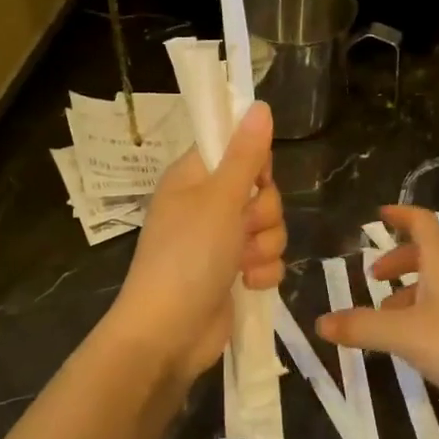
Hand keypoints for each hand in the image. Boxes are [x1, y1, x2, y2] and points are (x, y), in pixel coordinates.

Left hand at [107, 102, 285, 382]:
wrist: (168, 334)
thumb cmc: (187, 256)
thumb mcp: (219, 199)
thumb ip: (245, 154)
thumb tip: (259, 105)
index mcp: (193, 178)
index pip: (234, 147)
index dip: (253, 161)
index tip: (255, 178)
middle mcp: (207, 205)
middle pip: (260, 190)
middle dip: (263, 212)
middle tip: (242, 227)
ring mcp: (220, 241)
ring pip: (269, 226)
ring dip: (264, 245)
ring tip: (242, 263)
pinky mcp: (234, 272)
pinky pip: (267, 258)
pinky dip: (262, 272)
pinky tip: (247, 283)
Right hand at [316, 204, 438, 415]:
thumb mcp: (406, 336)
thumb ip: (362, 326)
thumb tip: (319, 321)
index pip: (421, 221)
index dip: (399, 215)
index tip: (378, 215)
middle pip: (429, 253)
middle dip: (399, 261)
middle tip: (374, 277)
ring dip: (411, 292)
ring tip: (386, 318)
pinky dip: (427, 313)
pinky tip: (418, 344)